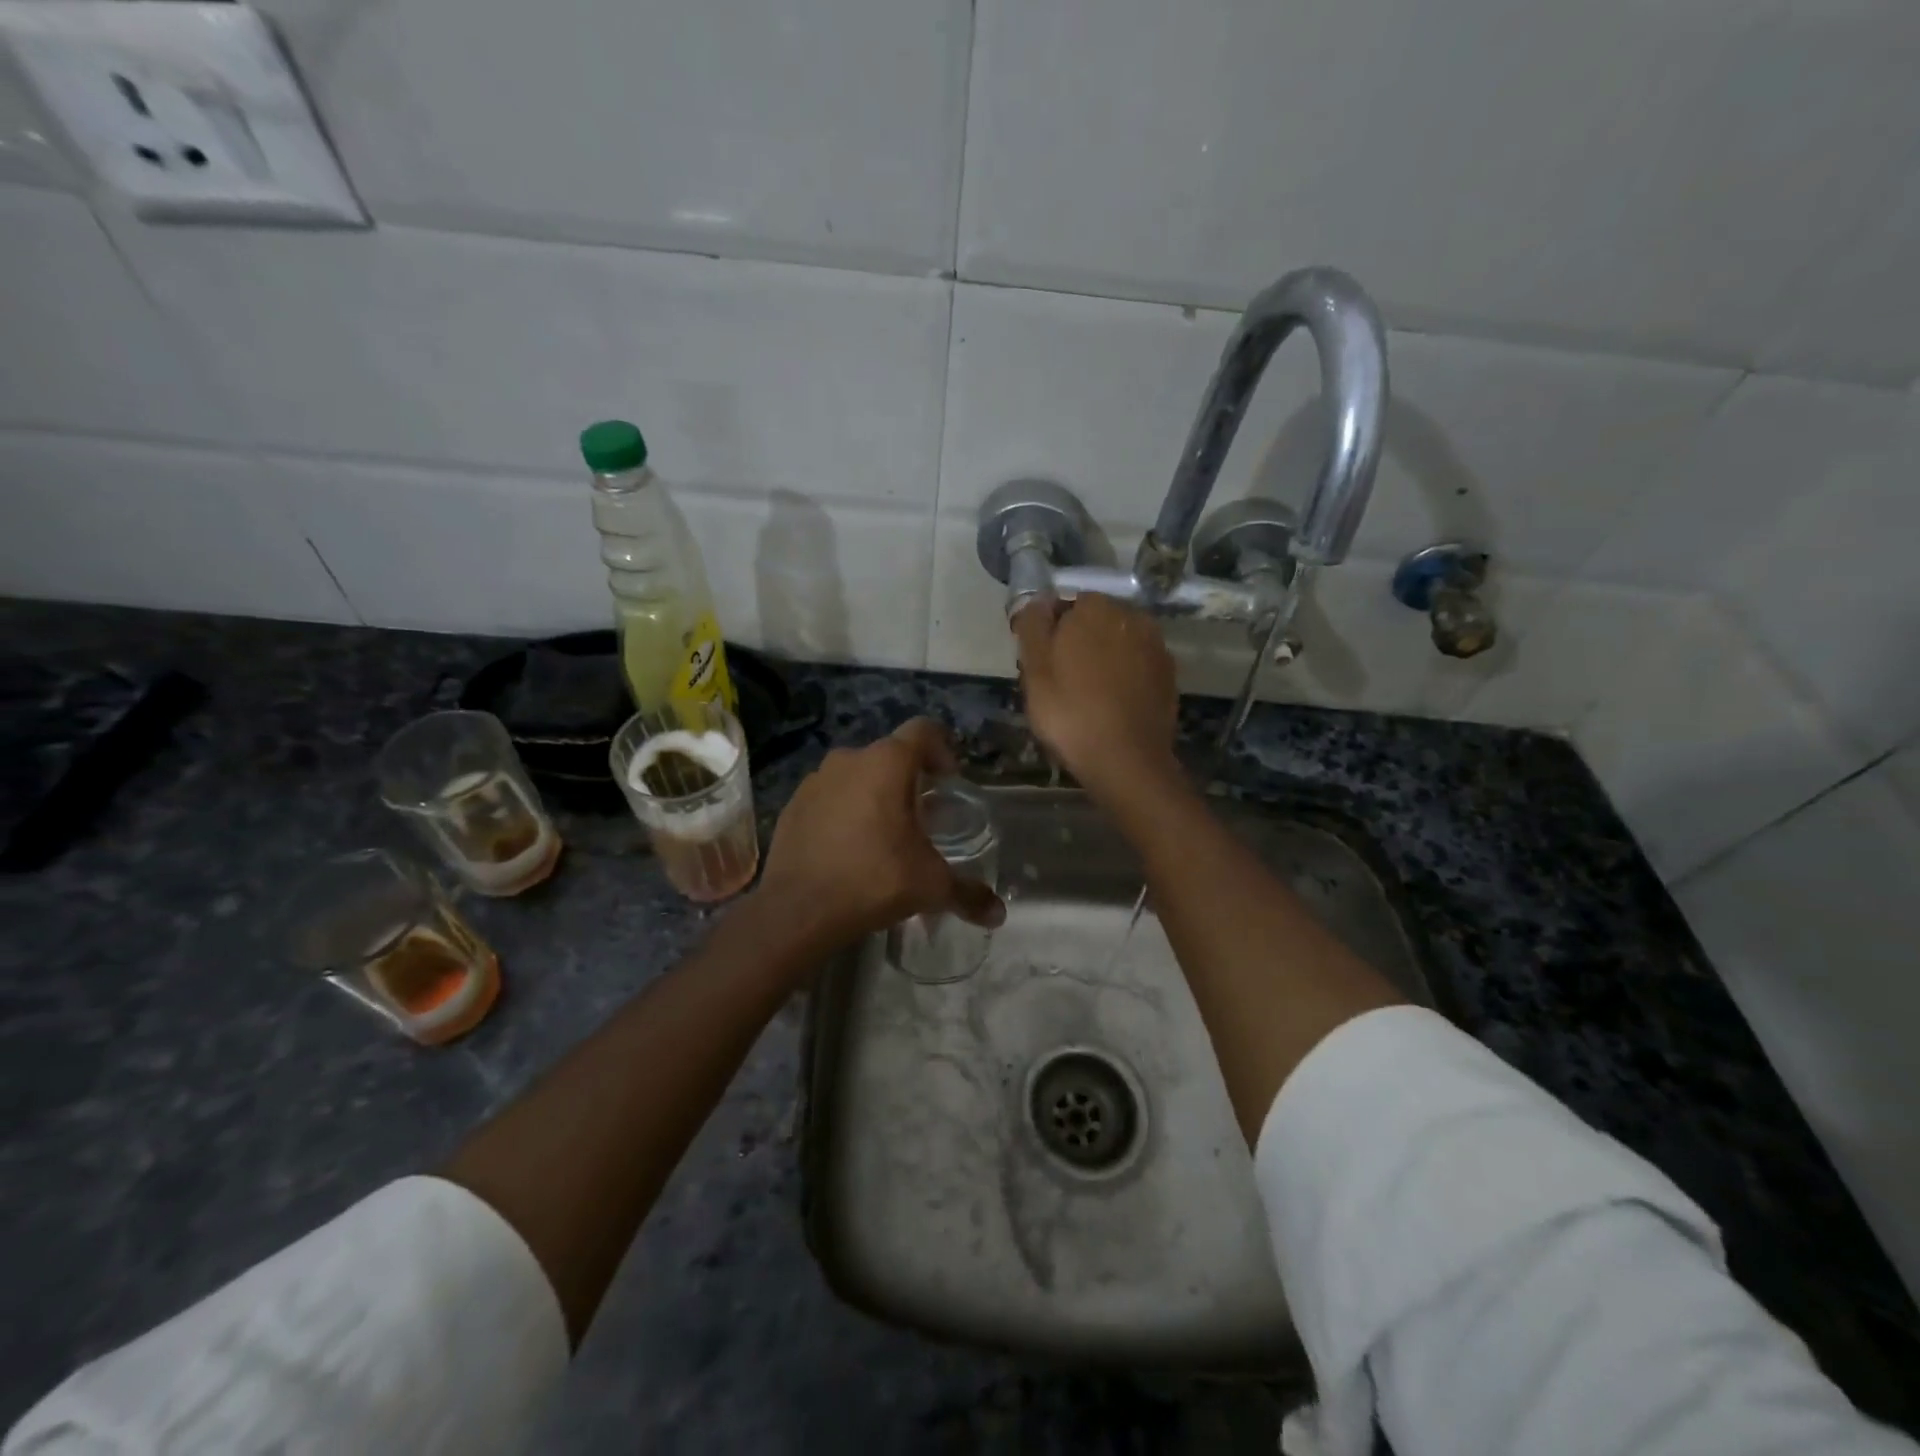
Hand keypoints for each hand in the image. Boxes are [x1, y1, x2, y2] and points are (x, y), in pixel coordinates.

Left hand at [755, 718, 1005, 948]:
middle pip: (890, 755)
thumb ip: (968, 894)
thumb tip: (999, 915)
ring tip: (886, 833)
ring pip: (857, 775)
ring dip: (875, 794)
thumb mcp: (930, 886)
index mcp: (887, 763)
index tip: (949, 781)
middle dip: (910, 779)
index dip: (943, 750)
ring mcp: (816, 780)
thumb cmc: (874, 880)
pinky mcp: (793, 804)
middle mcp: (850, 759)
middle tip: (923, 815)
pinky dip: (844, 810)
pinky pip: (829, 796)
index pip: (924, 731)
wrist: (798, 910)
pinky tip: (849, 847)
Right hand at [1014, 593, 1178, 796]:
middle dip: (1079, 643)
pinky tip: (1112, 704)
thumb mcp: (1034, 669)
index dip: (1050, 632)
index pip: (1065, 605)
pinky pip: (1137, 667)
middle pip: (1095, 622)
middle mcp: (1132, 616)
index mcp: (1095, 607)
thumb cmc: (1070, 712)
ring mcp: (1156, 646)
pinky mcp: (1169, 676)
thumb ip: (1033, 625)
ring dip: (1104, 660)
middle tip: (1060, 682)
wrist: (1126, 760)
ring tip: (1086, 696)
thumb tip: (1038, 600)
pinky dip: (1125, 677)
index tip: (1039, 663)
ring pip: (1119, 644)